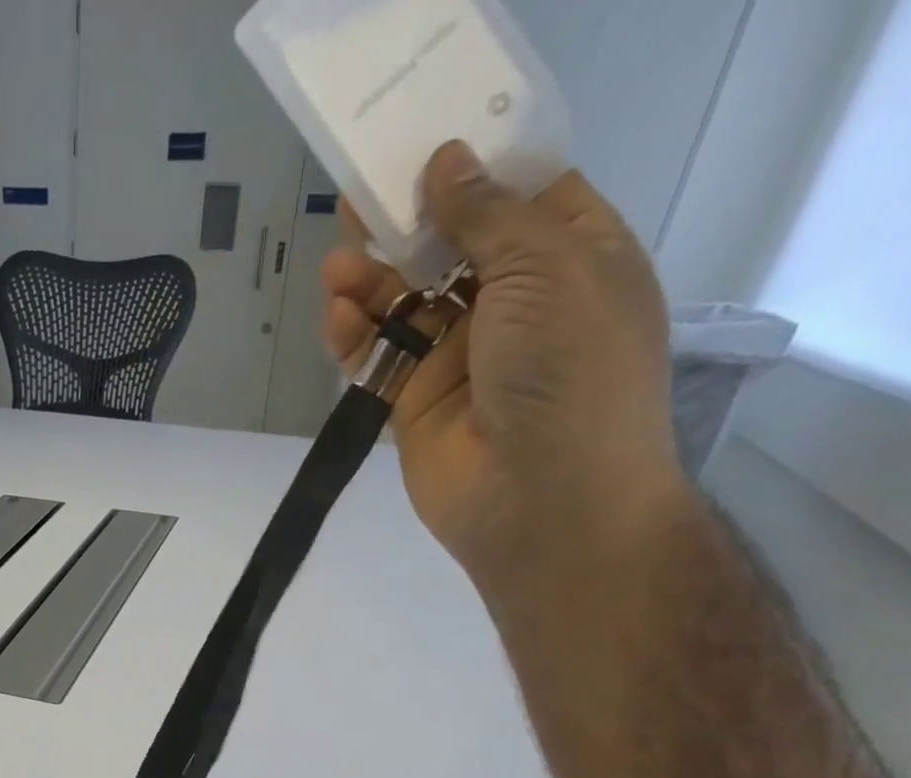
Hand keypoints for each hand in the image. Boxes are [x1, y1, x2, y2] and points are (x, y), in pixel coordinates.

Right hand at [321, 141, 686, 584]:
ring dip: (373, 281)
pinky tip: (337, 316)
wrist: (540, 499)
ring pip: (408, 305)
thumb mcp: (545, 267)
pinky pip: (381, 358)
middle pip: (454, 250)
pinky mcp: (416, 404)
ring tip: (337, 263)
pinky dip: (357, 336)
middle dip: (410, 223)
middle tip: (361, 197)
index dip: (478, 169)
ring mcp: (463, 359)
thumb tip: (448, 160)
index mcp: (573, 261)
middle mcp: (518, 307)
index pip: (524, 198)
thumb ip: (489, 214)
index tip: (428, 144)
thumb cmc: (568, 368)